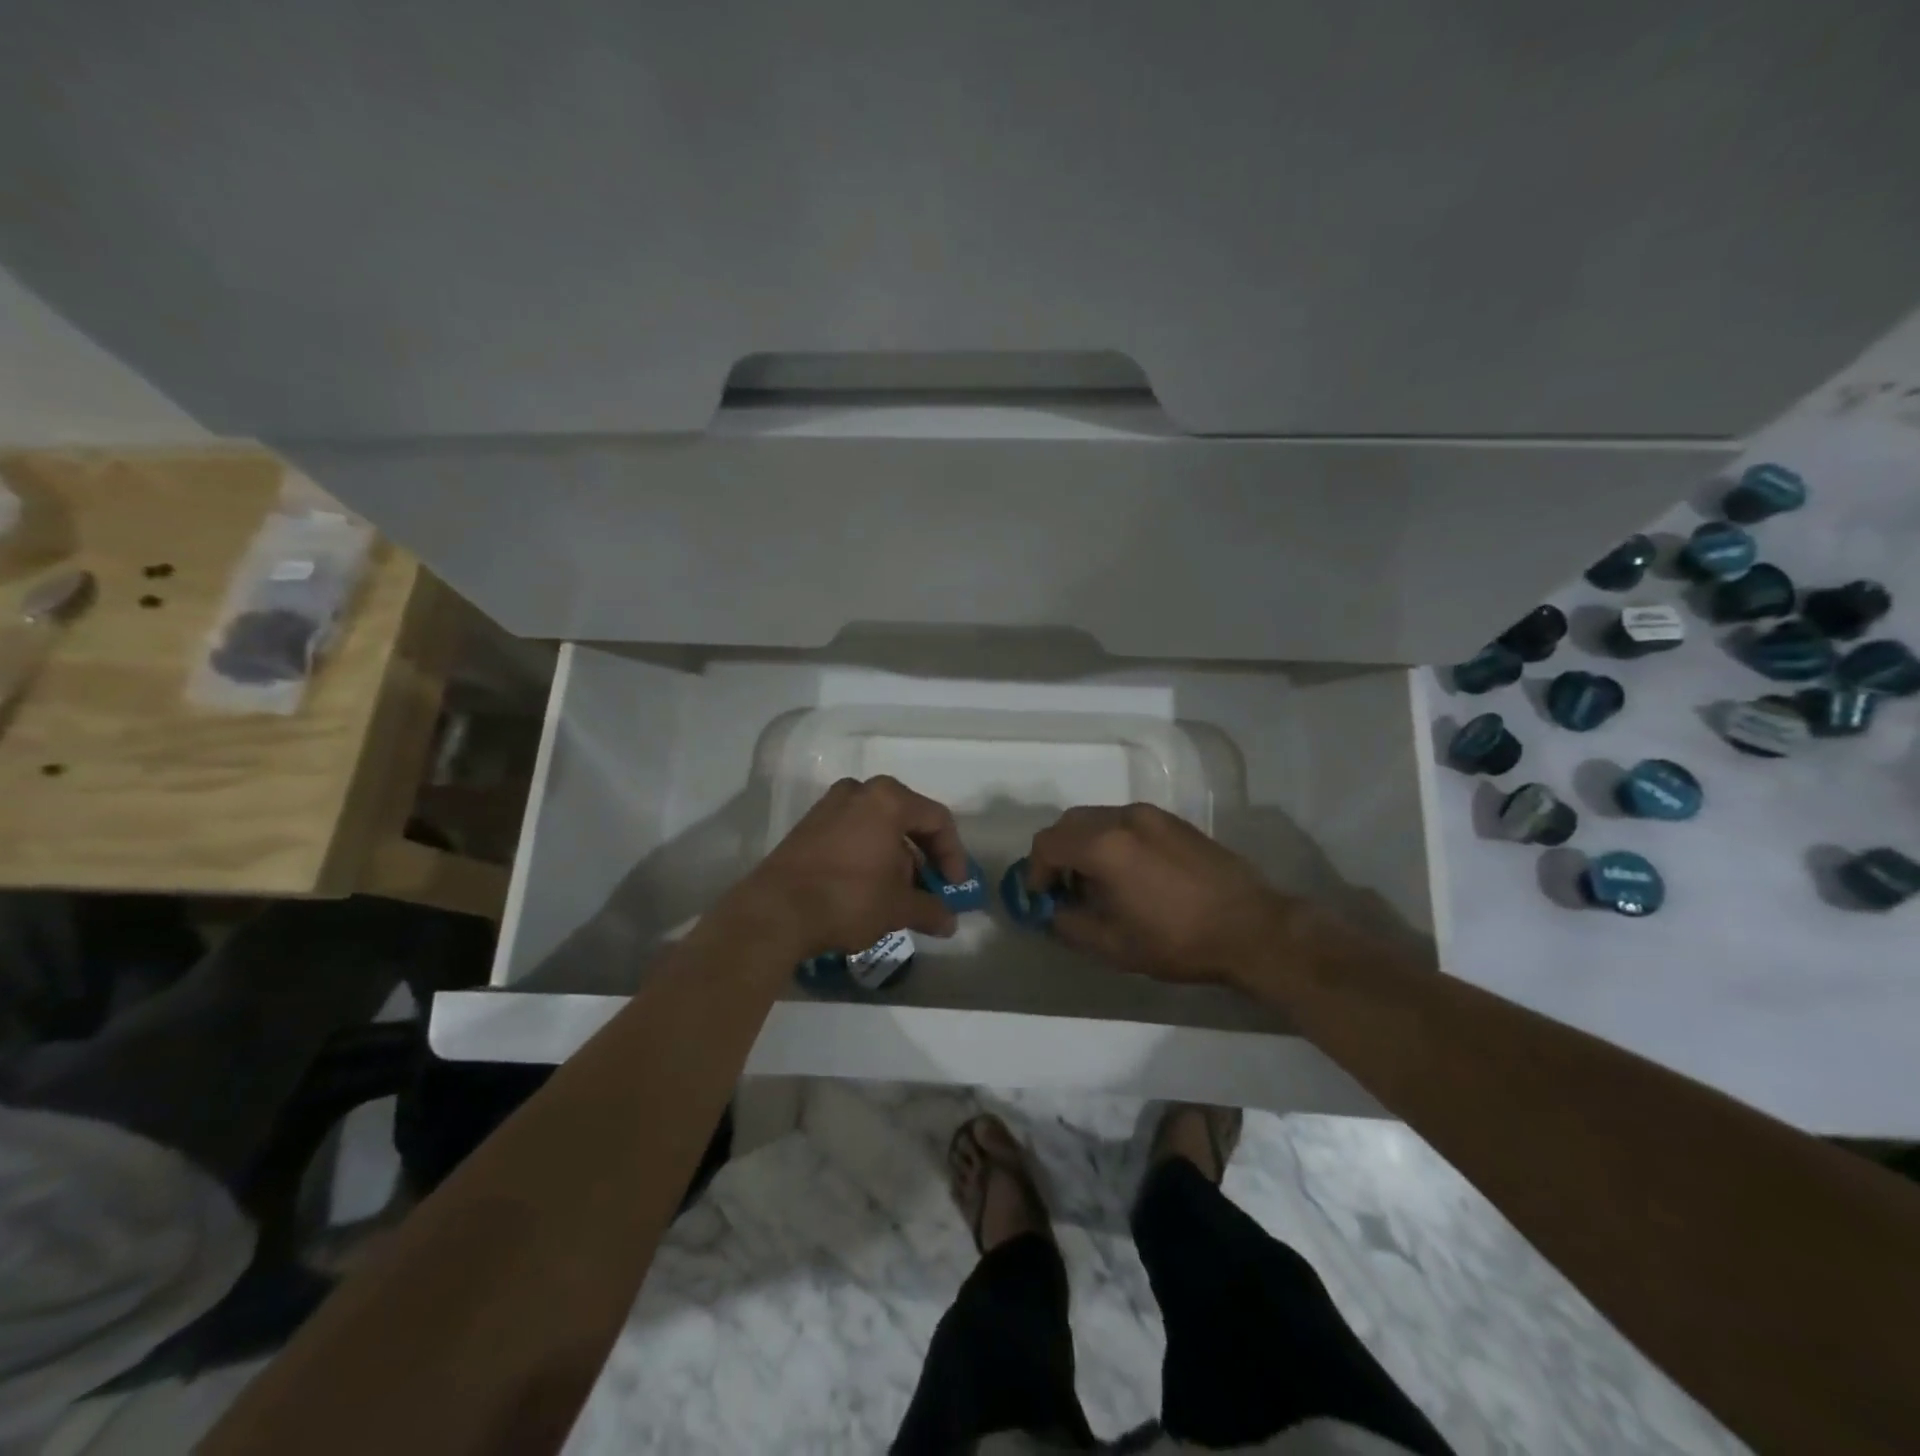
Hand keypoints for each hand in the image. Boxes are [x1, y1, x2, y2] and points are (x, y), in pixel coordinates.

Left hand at [724, 776, 969, 959]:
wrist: (775, 911)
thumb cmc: (848, 898)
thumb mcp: (897, 908)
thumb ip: (930, 909)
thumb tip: (949, 922)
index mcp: (888, 799)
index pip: (937, 820)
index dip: (953, 855)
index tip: (954, 888)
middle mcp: (860, 792)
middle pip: (907, 819)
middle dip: (923, 857)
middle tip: (928, 889)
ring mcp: (829, 806)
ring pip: (878, 826)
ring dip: (895, 857)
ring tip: (897, 894)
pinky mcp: (808, 825)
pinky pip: (852, 832)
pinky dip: (868, 854)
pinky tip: (867, 888)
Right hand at [1026, 804, 1293, 987]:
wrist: (1251, 928)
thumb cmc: (1177, 940)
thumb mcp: (1113, 946)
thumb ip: (1069, 924)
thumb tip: (1051, 911)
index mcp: (1104, 846)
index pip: (1047, 844)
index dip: (1035, 871)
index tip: (1042, 897)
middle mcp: (1123, 819)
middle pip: (1069, 823)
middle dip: (1057, 853)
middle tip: (1064, 889)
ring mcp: (1151, 815)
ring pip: (1097, 818)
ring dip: (1084, 845)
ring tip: (1097, 883)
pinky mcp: (1173, 821)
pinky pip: (1124, 821)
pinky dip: (1110, 839)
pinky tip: (1128, 873)